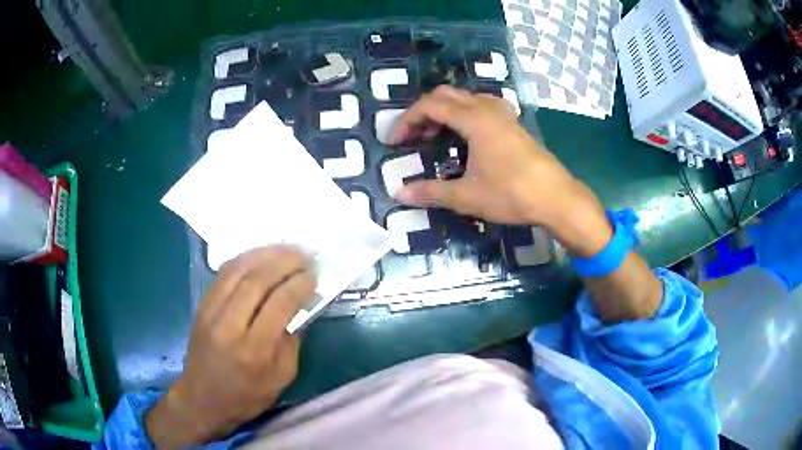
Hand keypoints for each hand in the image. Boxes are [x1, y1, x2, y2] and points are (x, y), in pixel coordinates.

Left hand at [145, 246, 314, 447]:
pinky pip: (224, 273)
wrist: (203, 398)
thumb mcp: (281, 379)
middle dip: (285, 262)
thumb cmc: (246, 396)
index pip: (279, 304)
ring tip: (287, 249)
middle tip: (305, 255)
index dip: (299, 284)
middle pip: (257, 281)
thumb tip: (298, 308)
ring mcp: (211, 312)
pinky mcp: (202, 305)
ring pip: (238, 270)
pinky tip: (260, 256)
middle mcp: (229, 325)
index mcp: (254, 350)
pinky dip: (245, 259)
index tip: (315, 274)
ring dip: (265, 254)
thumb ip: (291, 343)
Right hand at [388, 86, 612, 256]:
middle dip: (422, 113)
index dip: (406, 120)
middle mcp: (488, 109)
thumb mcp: (467, 196)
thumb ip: (431, 192)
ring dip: (444, 112)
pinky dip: (464, 114)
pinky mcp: (513, 124)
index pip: (430, 105)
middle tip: (411, 138)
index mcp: (474, 119)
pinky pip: (481, 107)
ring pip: (465, 99)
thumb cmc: (512, 193)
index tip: (394, 142)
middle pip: (446, 95)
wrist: (556, 198)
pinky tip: (465, 134)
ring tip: (434, 135)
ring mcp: (503, 114)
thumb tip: (399, 193)